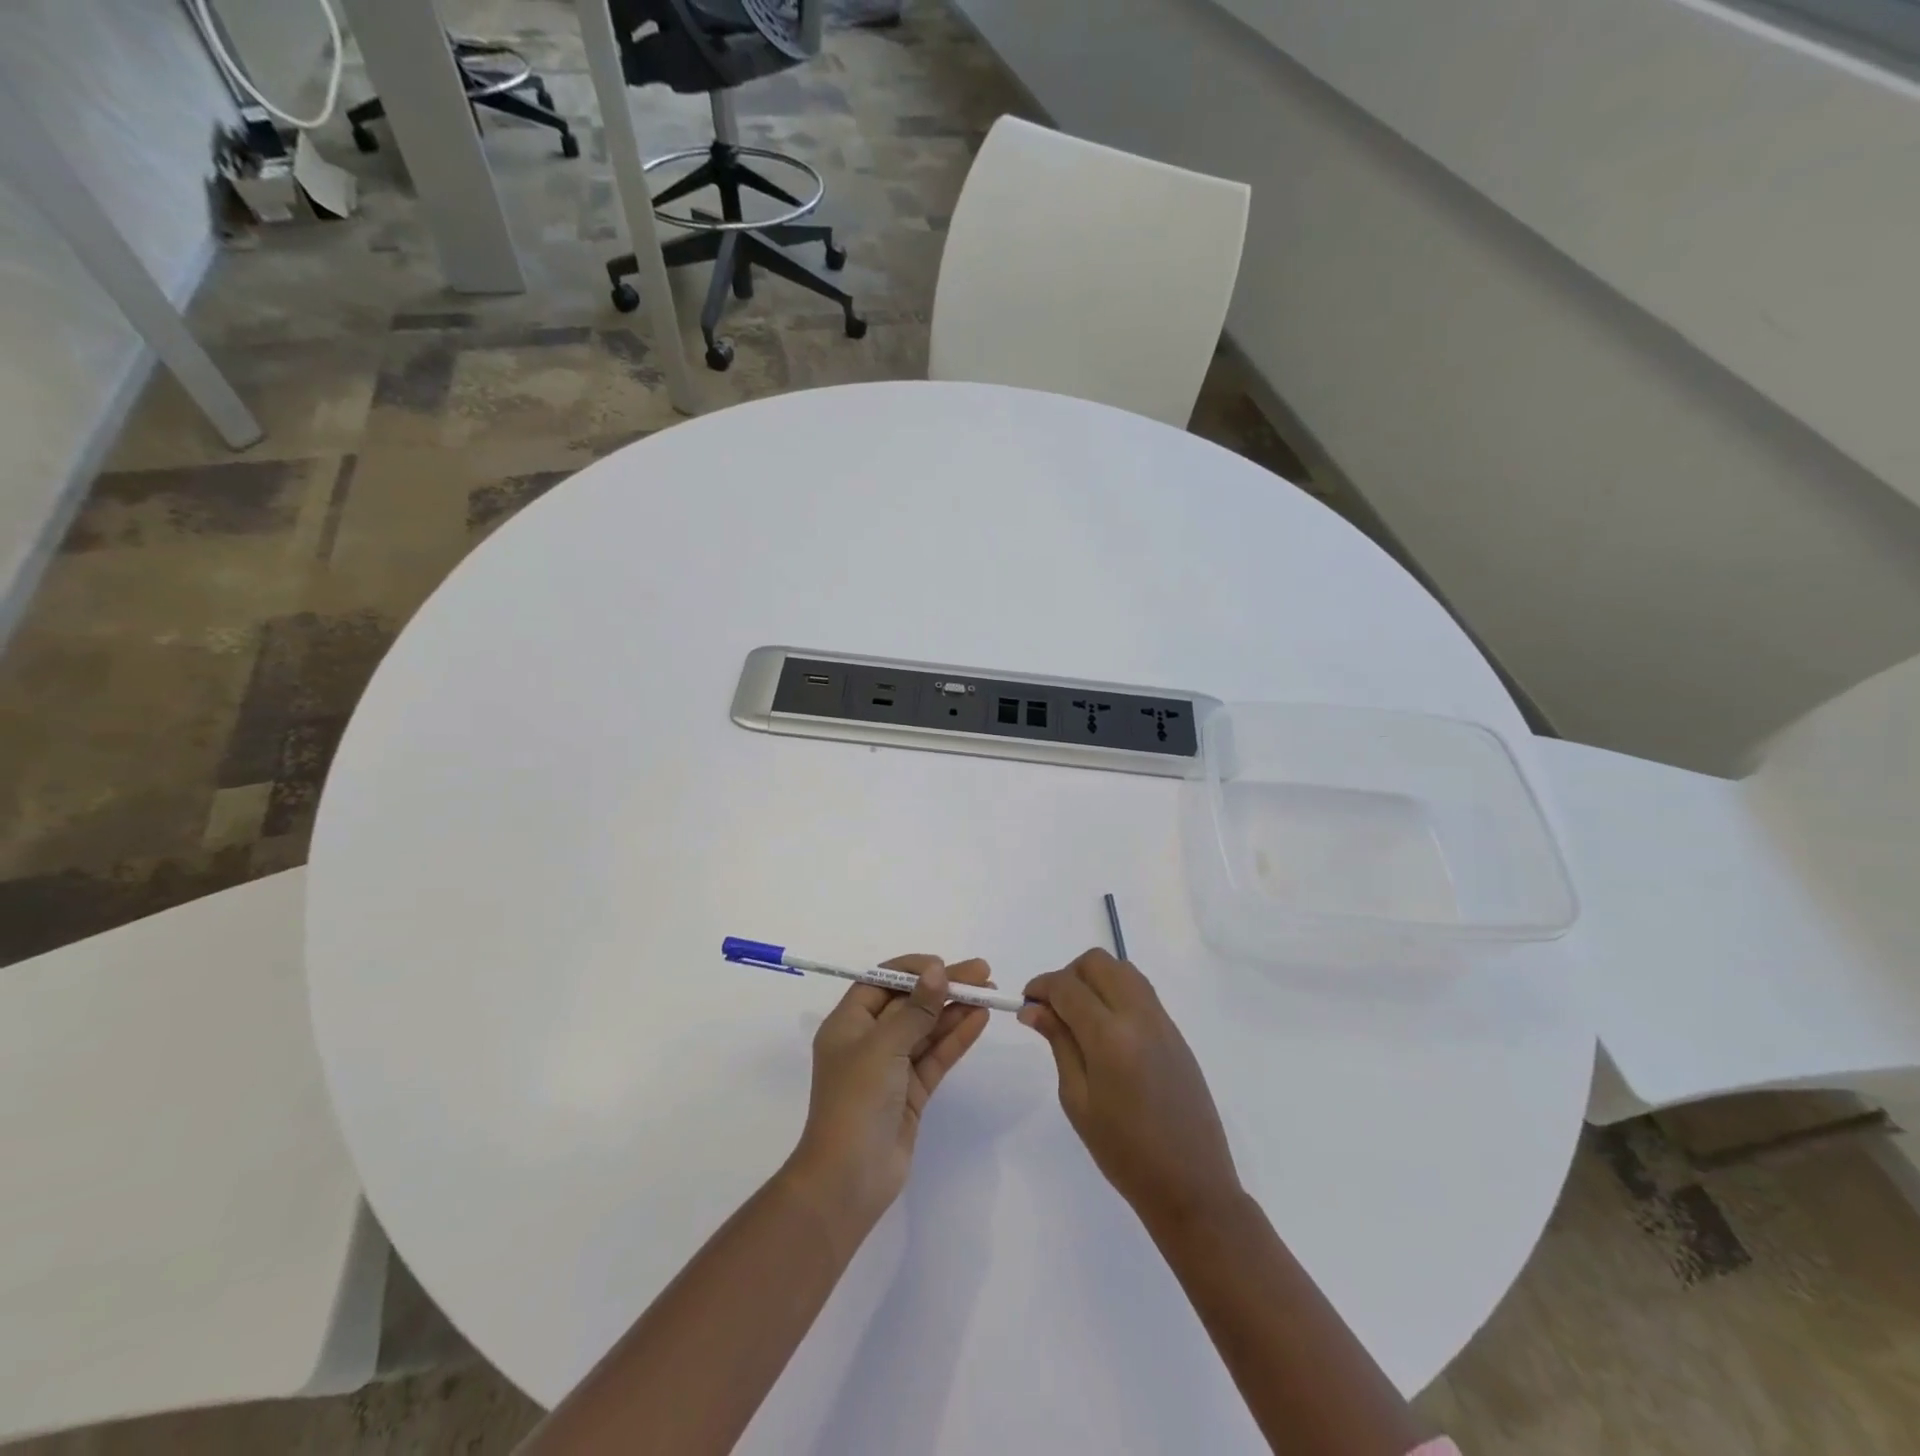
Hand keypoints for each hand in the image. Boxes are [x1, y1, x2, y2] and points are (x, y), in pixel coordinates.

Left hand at [785, 956, 992, 1233]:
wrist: (848, 1180)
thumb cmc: (856, 1102)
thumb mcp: (883, 1047)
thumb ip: (915, 1009)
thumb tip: (937, 970)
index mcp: (848, 1024)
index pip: (881, 982)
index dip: (913, 969)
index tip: (944, 965)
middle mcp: (868, 1041)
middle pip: (909, 1003)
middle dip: (943, 986)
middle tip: (982, 972)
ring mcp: (891, 1068)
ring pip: (926, 1029)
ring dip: (955, 1010)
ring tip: (989, 992)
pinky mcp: (911, 1093)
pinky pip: (935, 1056)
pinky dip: (956, 1037)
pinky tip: (979, 1019)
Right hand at [1019, 949, 1241, 1228]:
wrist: (1191, 1185)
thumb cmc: (1123, 1152)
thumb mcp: (1078, 1099)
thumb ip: (1058, 1043)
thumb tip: (1033, 1007)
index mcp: (1110, 1036)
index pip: (1067, 986)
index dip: (1041, 986)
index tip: (1026, 1003)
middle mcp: (1139, 1016)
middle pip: (1097, 963)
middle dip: (1069, 976)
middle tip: (1054, 1009)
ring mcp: (1162, 1021)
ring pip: (1122, 970)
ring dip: (1094, 979)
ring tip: (1080, 1017)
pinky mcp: (1175, 1031)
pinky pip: (1141, 991)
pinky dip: (1116, 992)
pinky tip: (1106, 1029)